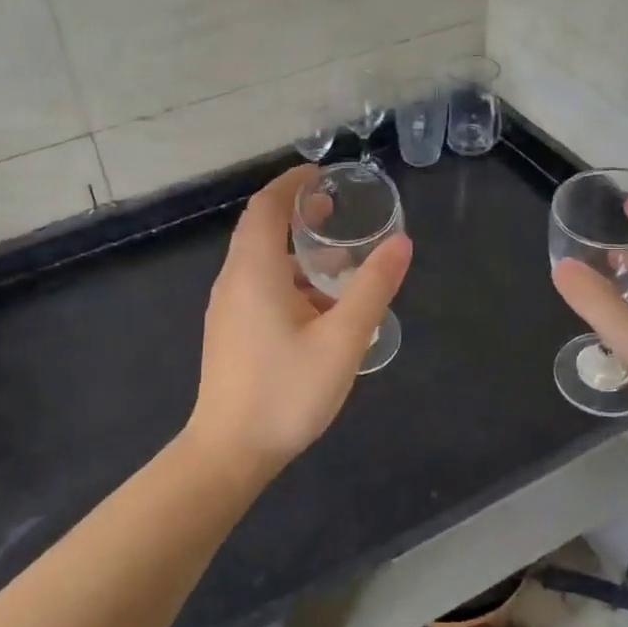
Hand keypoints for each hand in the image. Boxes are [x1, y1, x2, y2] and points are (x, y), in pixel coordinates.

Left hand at [189, 165, 412, 471]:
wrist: (229, 452)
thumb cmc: (286, 392)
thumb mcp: (342, 339)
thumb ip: (373, 288)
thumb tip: (400, 243)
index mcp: (254, 270)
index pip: (266, 206)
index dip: (292, 183)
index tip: (323, 174)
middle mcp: (233, 280)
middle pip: (260, 229)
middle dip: (296, 214)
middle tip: (336, 211)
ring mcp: (227, 308)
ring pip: (259, 262)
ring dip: (295, 252)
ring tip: (337, 263)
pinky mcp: (229, 332)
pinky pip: (257, 287)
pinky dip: (287, 279)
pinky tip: (318, 308)